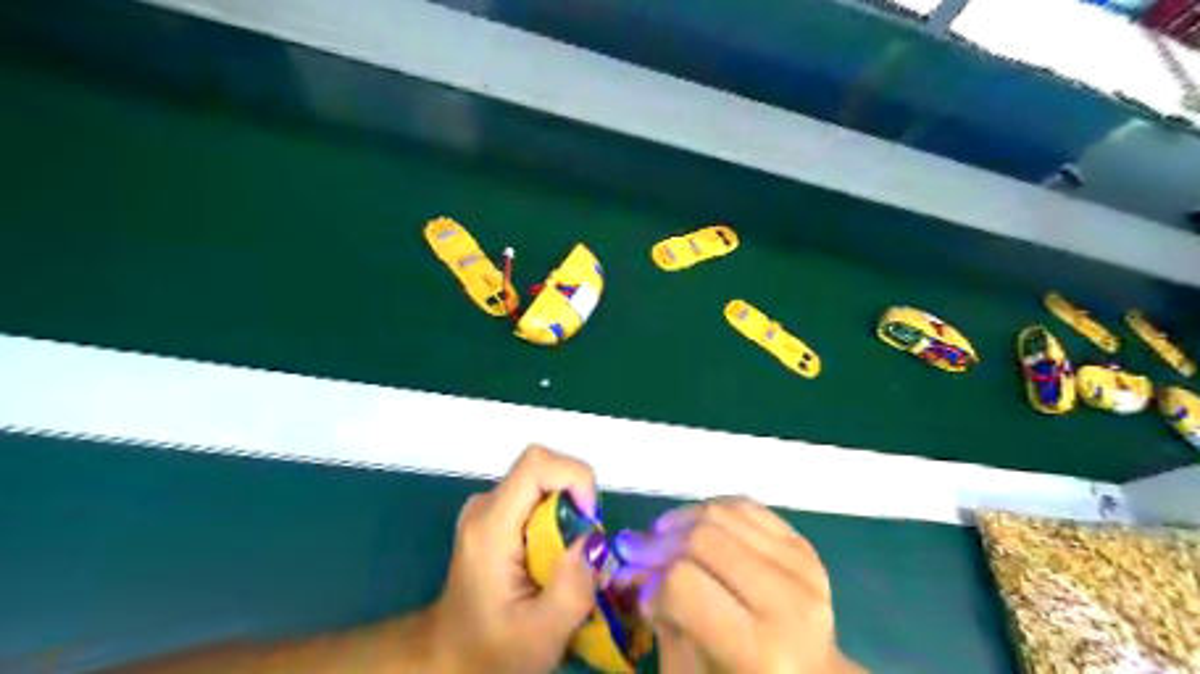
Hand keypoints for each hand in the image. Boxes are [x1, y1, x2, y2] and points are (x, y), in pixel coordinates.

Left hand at [429, 447, 603, 672]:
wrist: (447, 659)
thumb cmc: (490, 652)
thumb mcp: (541, 634)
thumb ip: (572, 588)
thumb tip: (595, 538)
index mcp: (490, 525)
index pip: (537, 463)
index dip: (575, 478)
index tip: (589, 522)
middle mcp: (486, 504)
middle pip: (545, 472)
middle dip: (577, 506)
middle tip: (582, 556)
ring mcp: (489, 507)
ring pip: (546, 485)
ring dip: (570, 517)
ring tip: (565, 566)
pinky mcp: (496, 515)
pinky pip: (539, 500)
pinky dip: (559, 523)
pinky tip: (551, 563)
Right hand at [618, 498, 863, 672]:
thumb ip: (661, 616)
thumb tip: (633, 566)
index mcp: (761, 652)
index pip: (684, 585)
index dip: (650, 585)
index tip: (638, 594)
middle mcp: (788, 602)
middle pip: (702, 538)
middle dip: (658, 543)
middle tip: (635, 552)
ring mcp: (801, 566)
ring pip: (721, 512)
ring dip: (679, 520)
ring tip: (660, 537)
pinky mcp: (803, 545)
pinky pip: (745, 506)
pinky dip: (710, 510)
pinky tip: (694, 526)